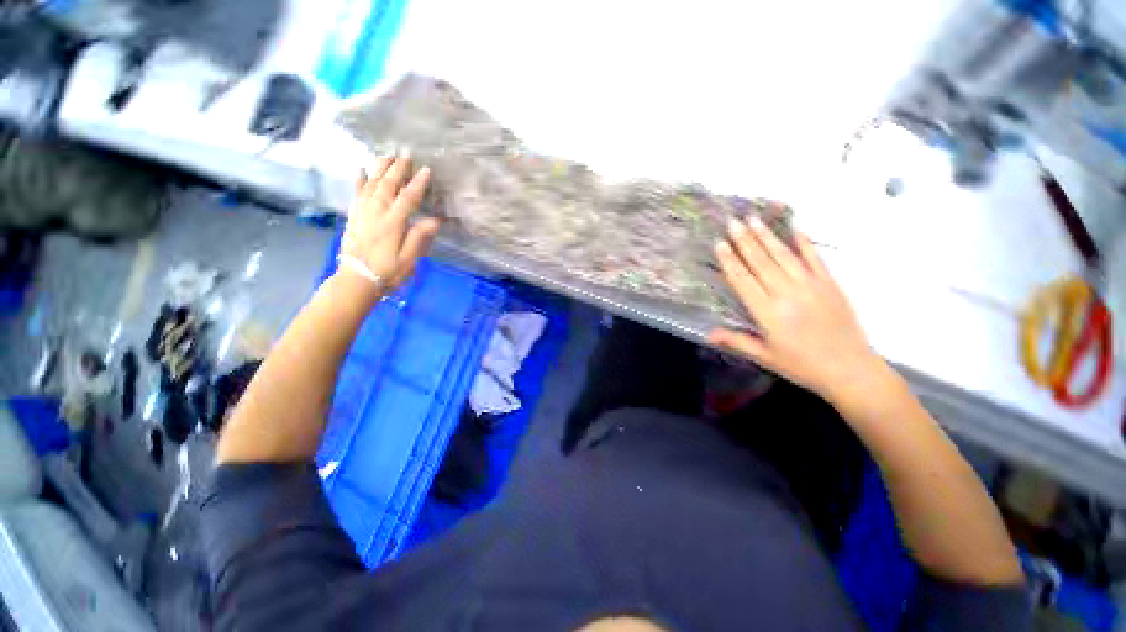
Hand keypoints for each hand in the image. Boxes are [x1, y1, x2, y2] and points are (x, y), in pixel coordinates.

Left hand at [339, 155, 439, 294]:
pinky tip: (361, 169)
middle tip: (405, 155)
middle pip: (387, 186)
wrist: (356, 280)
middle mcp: (376, 213)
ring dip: (380, 169)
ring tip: (387, 156)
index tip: (426, 170)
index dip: (417, 184)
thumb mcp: (409, 259)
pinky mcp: (354, 217)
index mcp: (392, 224)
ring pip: (371, 185)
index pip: (407, 198)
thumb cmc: (388, 272)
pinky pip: (356, 193)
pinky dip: (359, 180)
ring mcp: (362, 213)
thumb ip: (419, 237)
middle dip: (397, 169)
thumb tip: (435, 219)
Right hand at [709, 216, 883, 401]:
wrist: (851, 370)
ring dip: (767, 236)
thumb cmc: (802, 366)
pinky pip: (815, 259)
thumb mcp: (765, 357)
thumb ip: (736, 341)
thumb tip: (708, 334)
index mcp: (768, 313)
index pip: (743, 280)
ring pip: (784, 256)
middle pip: (761, 262)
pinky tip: (796, 227)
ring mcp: (811, 286)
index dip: (730, 261)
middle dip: (745, 241)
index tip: (720, 243)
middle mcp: (787, 294)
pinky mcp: (830, 284)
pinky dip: (804, 242)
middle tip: (733, 221)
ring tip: (754, 219)